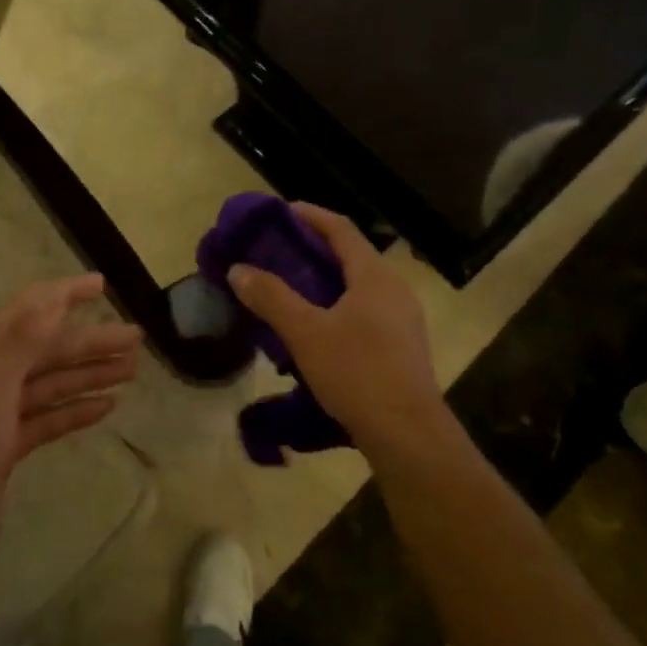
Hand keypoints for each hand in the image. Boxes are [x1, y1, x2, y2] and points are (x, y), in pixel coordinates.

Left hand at [0, 274, 140, 589]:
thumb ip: (21, 342)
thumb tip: (52, 299)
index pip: (25, 313)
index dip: (62, 295)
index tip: (101, 284)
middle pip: (45, 351)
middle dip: (89, 342)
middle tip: (137, 339)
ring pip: (50, 385)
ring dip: (89, 374)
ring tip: (132, 370)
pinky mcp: (6, 450)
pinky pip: (48, 420)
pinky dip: (75, 410)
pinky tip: (106, 406)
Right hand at [228, 204, 443, 448]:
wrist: (407, 433)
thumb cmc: (357, 372)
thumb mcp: (305, 332)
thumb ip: (271, 297)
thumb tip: (239, 269)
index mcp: (374, 276)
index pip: (341, 229)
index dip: (310, 216)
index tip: (281, 212)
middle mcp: (394, 290)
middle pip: (351, 257)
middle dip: (313, 251)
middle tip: (277, 255)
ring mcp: (403, 320)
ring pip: (357, 288)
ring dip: (324, 283)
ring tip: (290, 293)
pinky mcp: (402, 347)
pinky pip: (365, 313)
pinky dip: (337, 309)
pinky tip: (316, 332)